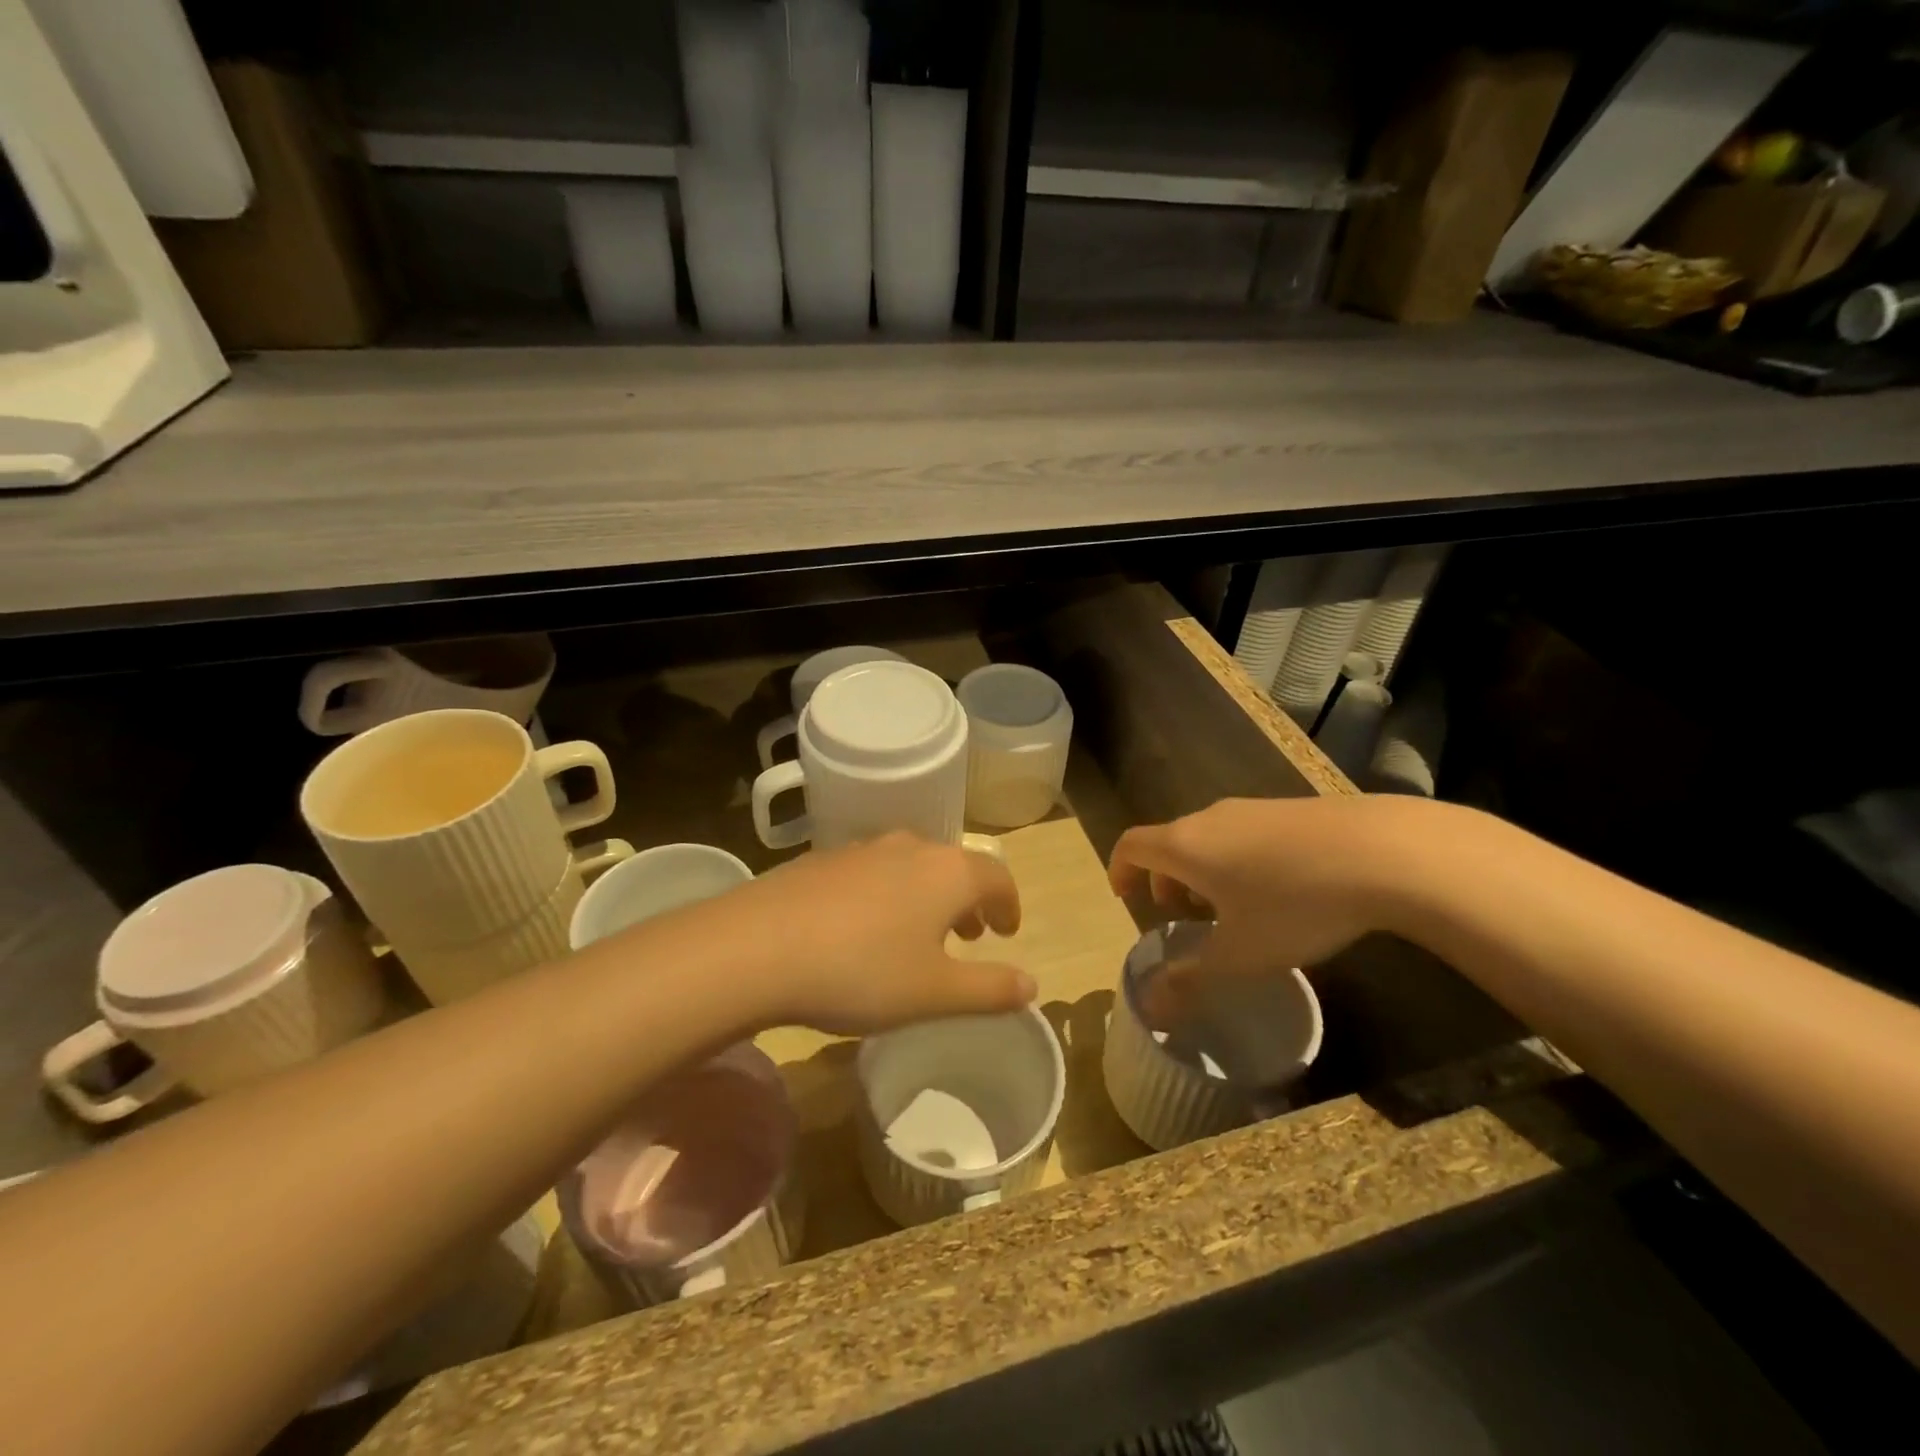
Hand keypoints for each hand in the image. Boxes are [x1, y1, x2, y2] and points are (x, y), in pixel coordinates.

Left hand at [697, 832, 1033, 1036]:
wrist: (758, 946)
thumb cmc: (862, 971)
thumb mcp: (935, 993)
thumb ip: (990, 989)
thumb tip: (1032, 985)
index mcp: (947, 872)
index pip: (997, 876)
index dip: (1009, 903)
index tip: (1007, 930)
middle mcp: (910, 848)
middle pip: (954, 865)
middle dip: (969, 899)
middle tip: (971, 934)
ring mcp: (862, 849)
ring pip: (912, 866)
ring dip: (927, 895)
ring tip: (920, 933)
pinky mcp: (822, 860)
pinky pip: (872, 872)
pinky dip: (887, 894)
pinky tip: (863, 929)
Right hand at [1108, 796, 1424, 1016]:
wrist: (1383, 852)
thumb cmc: (1293, 905)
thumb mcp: (1241, 954)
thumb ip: (1192, 979)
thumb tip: (1150, 1008)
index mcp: (1184, 846)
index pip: (1131, 845)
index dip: (1120, 870)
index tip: (1125, 897)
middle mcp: (1210, 818)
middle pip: (1170, 841)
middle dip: (1166, 879)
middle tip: (1183, 916)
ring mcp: (1252, 808)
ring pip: (1209, 838)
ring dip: (1203, 871)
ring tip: (1232, 909)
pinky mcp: (1290, 808)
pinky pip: (1243, 833)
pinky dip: (1237, 860)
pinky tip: (1279, 891)